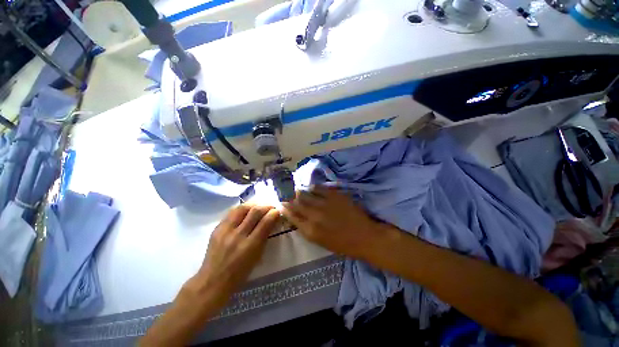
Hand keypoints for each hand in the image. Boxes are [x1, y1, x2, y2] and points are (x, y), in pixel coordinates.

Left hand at [188, 204, 280, 305]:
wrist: (213, 281)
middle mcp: (238, 236)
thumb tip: (271, 221)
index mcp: (250, 246)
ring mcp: (225, 231)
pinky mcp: (217, 229)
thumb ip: (264, 237)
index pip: (266, 222)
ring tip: (259, 205)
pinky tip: (246, 210)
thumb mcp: (257, 257)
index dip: (274, 213)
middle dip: (266, 206)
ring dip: (253, 204)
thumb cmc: (240, 274)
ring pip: (242, 208)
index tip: (278, 211)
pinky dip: (242, 209)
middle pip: (255, 212)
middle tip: (271, 207)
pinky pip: (231, 212)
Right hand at [281, 186, 387, 259]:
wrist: (364, 236)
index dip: (285, 209)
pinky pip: (319, 188)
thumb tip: (297, 218)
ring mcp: (324, 203)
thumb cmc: (342, 244)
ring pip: (306, 194)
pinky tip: (311, 187)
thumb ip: (306, 229)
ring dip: (299, 192)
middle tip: (287, 195)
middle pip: (297, 204)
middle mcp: (314, 215)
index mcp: (310, 230)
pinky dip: (313, 187)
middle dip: (290, 199)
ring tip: (297, 190)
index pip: (292, 217)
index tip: (281, 204)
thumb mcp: (320, 241)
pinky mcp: (334, 195)